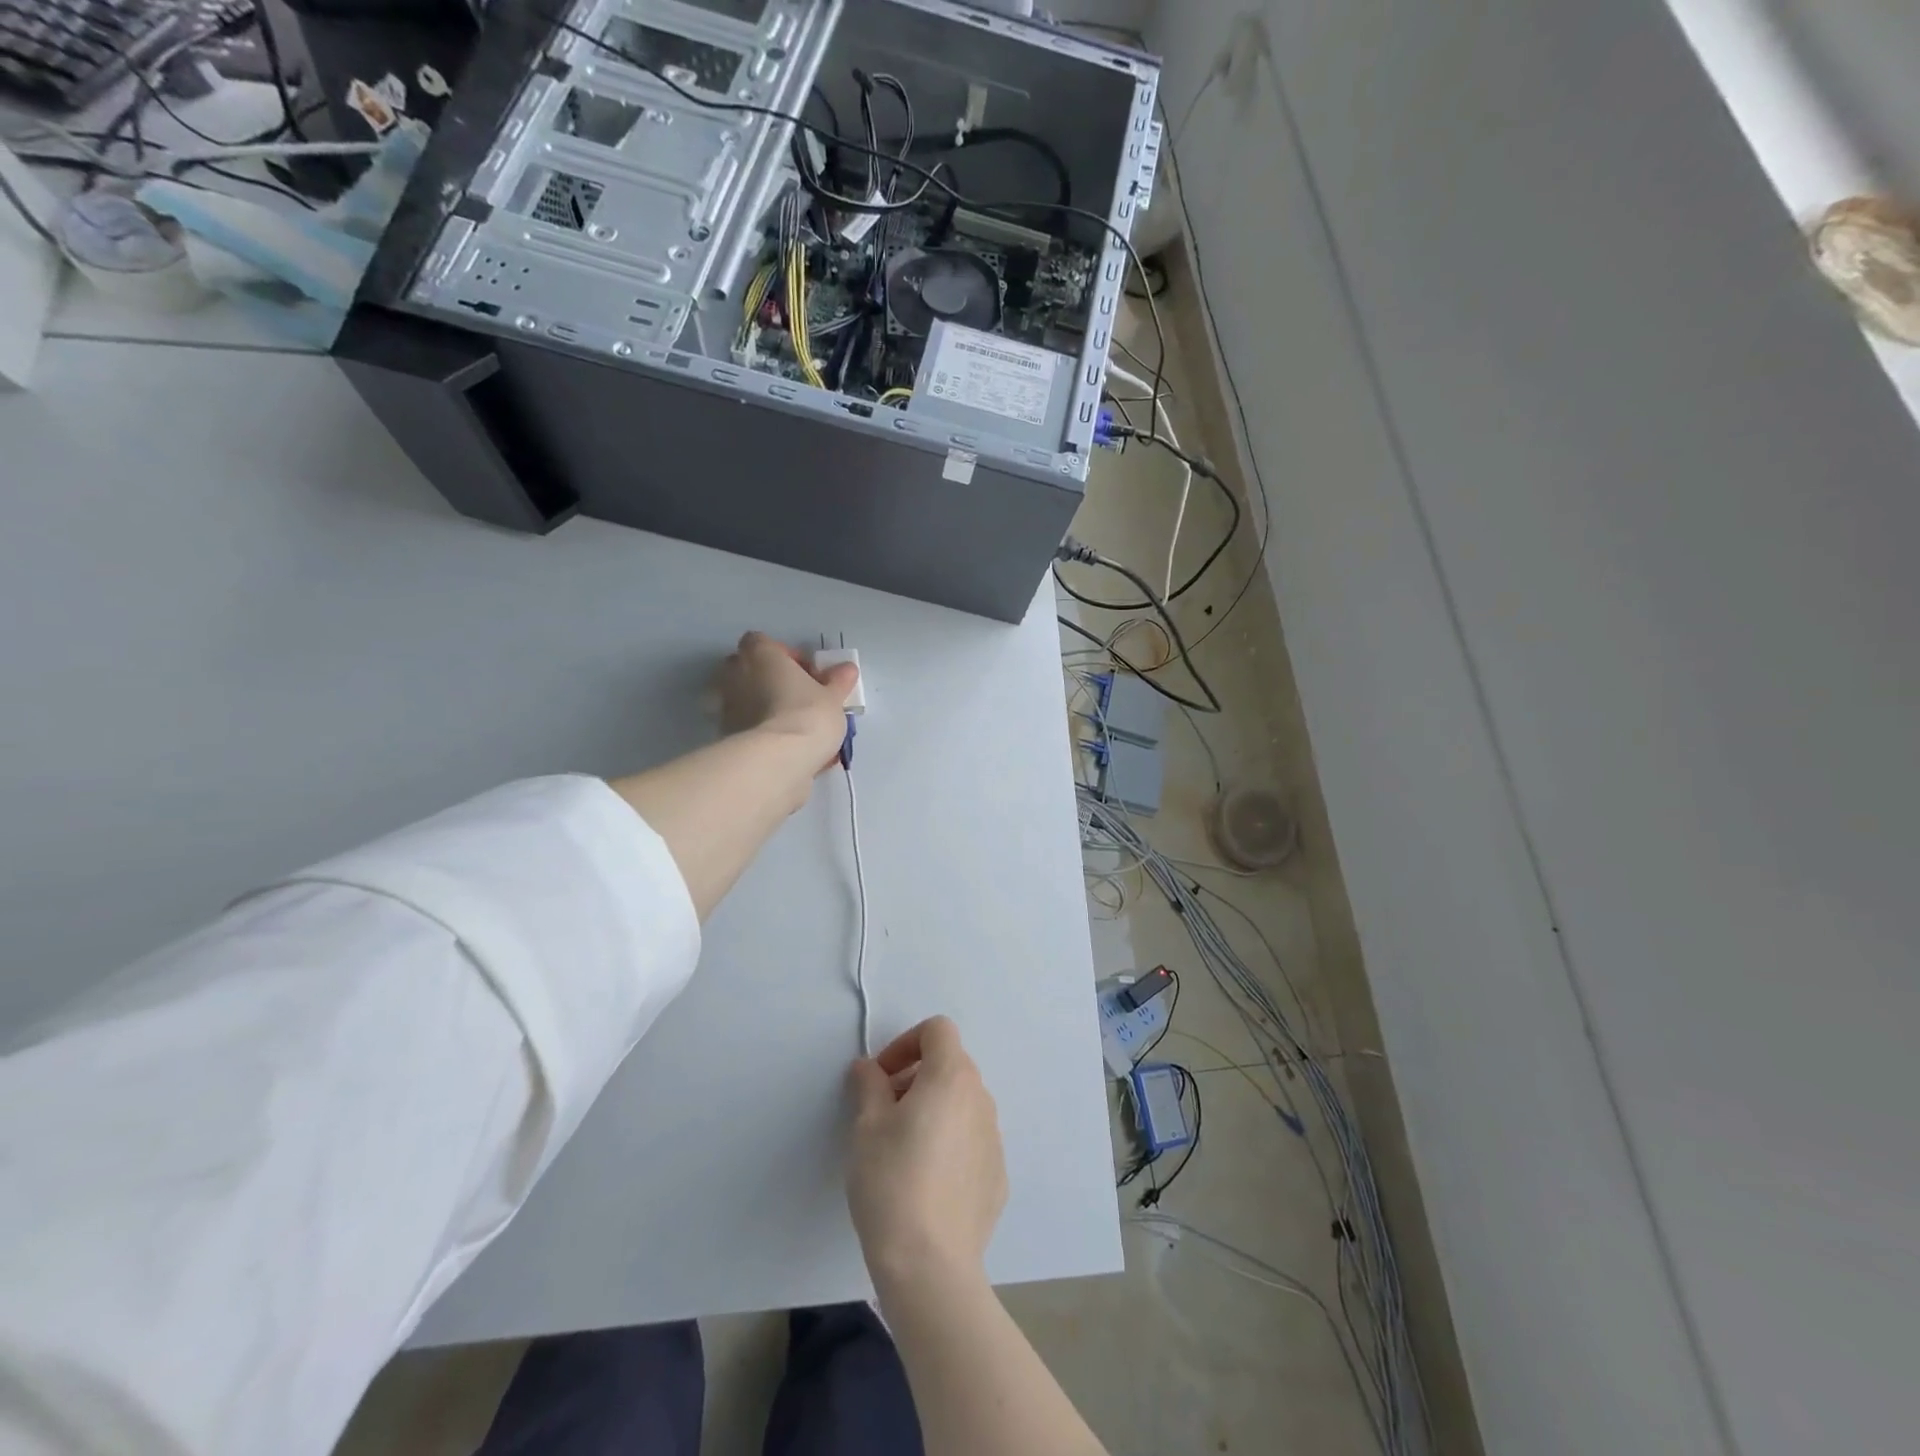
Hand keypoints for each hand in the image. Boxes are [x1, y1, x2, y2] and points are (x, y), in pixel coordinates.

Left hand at [717, 631, 858, 767]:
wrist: (779, 759)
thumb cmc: (807, 714)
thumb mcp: (833, 697)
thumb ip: (838, 681)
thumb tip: (847, 669)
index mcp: (760, 654)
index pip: (763, 642)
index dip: (784, 656)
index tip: (805, 674)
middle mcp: (735, 674)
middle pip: (749, 668)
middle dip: (770, 679)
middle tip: (798, 696)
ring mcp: (726, 706)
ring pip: (745, 698)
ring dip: (764, 705)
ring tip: (792, 725)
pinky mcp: (726, 735)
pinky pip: (745, 724)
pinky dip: (759, 730)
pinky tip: (783, 745)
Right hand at [846, 1017, 1007, 1296]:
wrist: (931, 1266)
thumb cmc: (892, 1182)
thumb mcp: (866, 1126)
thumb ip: (868, 1084)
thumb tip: (868, 1068)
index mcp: (952, 1076)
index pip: (937, 1030)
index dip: (905, 1042)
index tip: (881, 1075)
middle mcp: (981, 1098)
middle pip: (950, 1065)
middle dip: (915, 1076)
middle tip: (882, 1111)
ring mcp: (994, 1137)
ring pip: (961, 1103)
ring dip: (932, 1108)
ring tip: (900, 1149)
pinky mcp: (998, 1175)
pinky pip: (970, 1140)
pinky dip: (948, 1142)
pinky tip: (925, 1181)